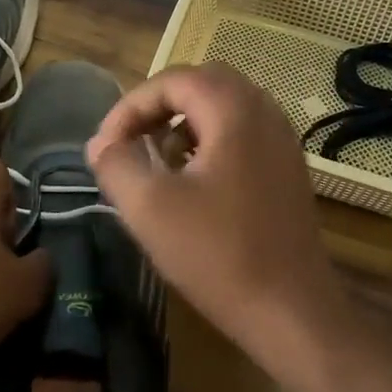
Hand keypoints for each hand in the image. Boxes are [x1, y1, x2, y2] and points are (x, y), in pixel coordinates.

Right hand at [86, 62, 346, 366]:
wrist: (291, 311)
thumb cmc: (217, 254)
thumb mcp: (149, 208)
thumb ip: (116, 165)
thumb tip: (100, 144)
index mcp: (235, 111)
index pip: (173, 80)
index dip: (130, 106)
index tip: (105, 146)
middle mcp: (265, 112)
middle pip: (202, 83)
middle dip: (158, 106)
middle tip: (130, 140)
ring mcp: (282, 140)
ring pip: (224, 107)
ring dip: (184, 121)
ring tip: (158, 158)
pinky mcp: (287, 168)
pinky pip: (243, 131)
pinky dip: (210, 139)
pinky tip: (193, 180)